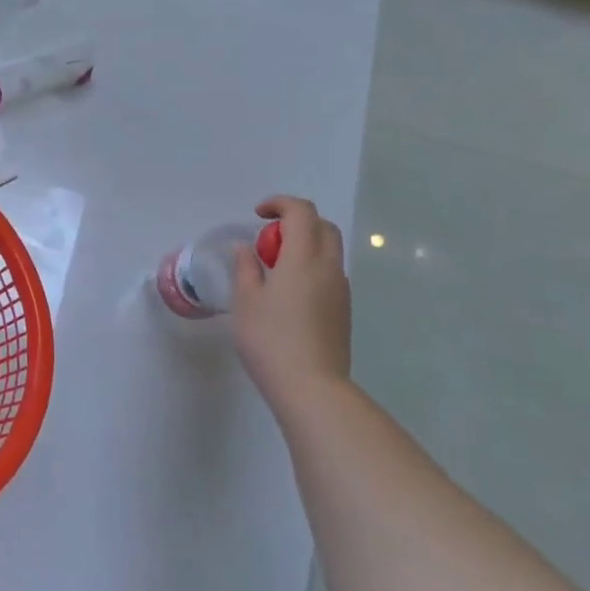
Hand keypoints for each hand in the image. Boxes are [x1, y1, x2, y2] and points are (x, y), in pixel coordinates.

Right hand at [232, 196, 351, 417]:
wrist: (311, 387)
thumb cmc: (270, 339)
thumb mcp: (246, 301)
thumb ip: (246, 268)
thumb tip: (246, 249)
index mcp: (303, 258)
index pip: (301, 212)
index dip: (279, 204)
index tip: (257, 215)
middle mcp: (329, 268)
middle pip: (323, 227)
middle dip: (296, 222)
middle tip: (268, 241)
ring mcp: (341, 290)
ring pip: (329, 251)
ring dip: (304, 247)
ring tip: (274, 270)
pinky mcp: (344, 311)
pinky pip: (330, 275)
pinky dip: (311, 269)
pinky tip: (288, 296)